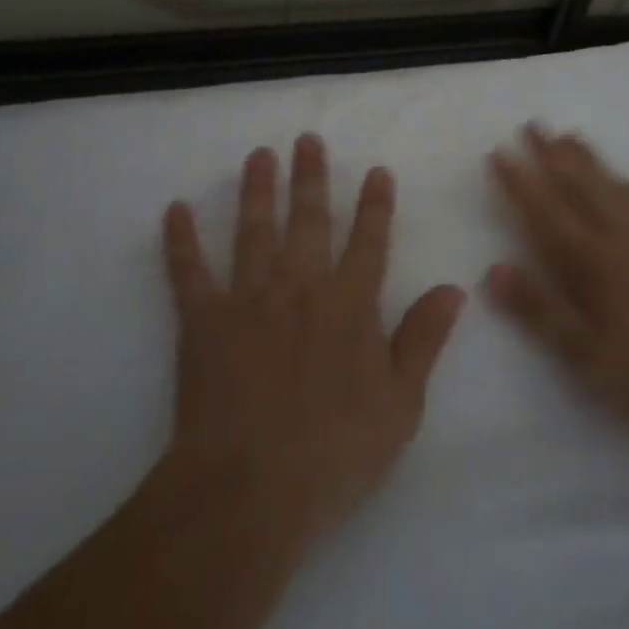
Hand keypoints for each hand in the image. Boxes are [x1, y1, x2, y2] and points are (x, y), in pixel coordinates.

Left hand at [161, 134, 465, 547]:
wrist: (251, 489)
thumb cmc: (335, 452)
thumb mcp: (400, 404)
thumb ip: (423, 339)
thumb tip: (454, 288)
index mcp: (350, 305)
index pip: (369, 241)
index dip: (375, 204)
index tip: (376, 170)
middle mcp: (301, 287)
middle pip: (308, 220)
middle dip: (310, 177)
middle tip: (306, 139)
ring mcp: (249, 299)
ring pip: (253, 230)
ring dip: (256, 190)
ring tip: (258, 156)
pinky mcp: (203, 321)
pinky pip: (188, 272)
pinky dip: (180, 240)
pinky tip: (174, 210)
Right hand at [486, 124, 628, 445]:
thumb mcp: (581, 355)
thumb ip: (537, 309)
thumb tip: (492, 269)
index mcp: (589, 260)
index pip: (543, 210)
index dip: (519, 181)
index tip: (499, 151)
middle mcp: (619, 236)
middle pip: (579, 185)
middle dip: (552, 154)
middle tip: (533, 124)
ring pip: (616, 187)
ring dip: (591, 160)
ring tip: (571, 136)